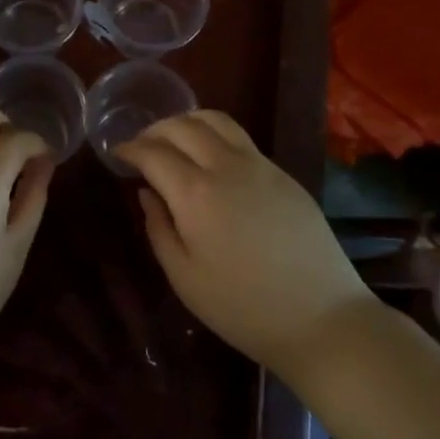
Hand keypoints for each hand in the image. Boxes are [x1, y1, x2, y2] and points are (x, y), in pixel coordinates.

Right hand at [118, 110, 369, 377]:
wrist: (322, 318)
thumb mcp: (184, 278)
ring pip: (216, 120)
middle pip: (182, 125)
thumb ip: (158, 228)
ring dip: (187, 122)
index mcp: (195, 193)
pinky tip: (211, 158)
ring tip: (175, 140)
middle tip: (142, 146)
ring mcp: (259, 165)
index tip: (117, 153)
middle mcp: (225, 166)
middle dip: (155, 130)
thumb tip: (147, 192)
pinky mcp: (283, 173)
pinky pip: (241, 138)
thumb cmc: (242, 308)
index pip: (153, 152)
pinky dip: (215, 134)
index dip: (130, 148)